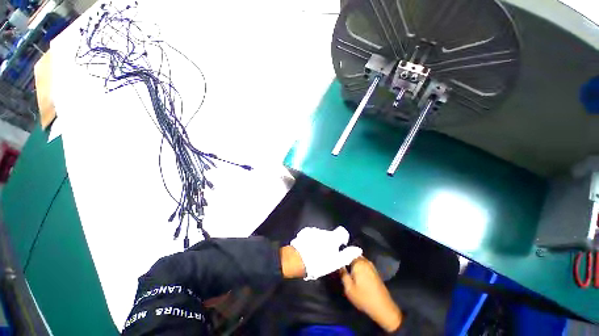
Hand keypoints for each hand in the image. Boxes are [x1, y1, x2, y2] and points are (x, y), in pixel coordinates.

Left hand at [290, 226, 361, 279]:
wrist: (297, 259)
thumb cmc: (318, 262)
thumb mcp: (335, 262)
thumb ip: (347, 255)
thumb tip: (358, 249)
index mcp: (332, 237)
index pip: (342, 231)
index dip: (343, 238)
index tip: (341, 245)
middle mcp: (323, 231)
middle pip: (331, 234)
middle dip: (331, 241)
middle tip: (327, 252)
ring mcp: (313, 230)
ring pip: (321, 234)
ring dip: (321, 240)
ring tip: (316, 251)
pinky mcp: (305, 232)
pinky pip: (312, 234)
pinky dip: (313, 239)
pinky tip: (309, 247)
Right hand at [340, 257, 402, 332]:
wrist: (383, 307)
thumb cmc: (364, 297)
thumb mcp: (349, 288)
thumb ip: (343, 274)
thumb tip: (339, 265)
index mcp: (358, 263)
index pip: (347, 253)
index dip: (340, 253)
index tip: (335, 257)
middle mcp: (365, 261)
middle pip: (353, 254)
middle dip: (346, 256)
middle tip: (340, 262)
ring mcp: (371, 266)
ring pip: (358, 259)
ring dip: (352, 261)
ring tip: (346, 266)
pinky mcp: (374, 271)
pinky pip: (363, 263)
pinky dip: (358, 265)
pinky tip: (355, 272)